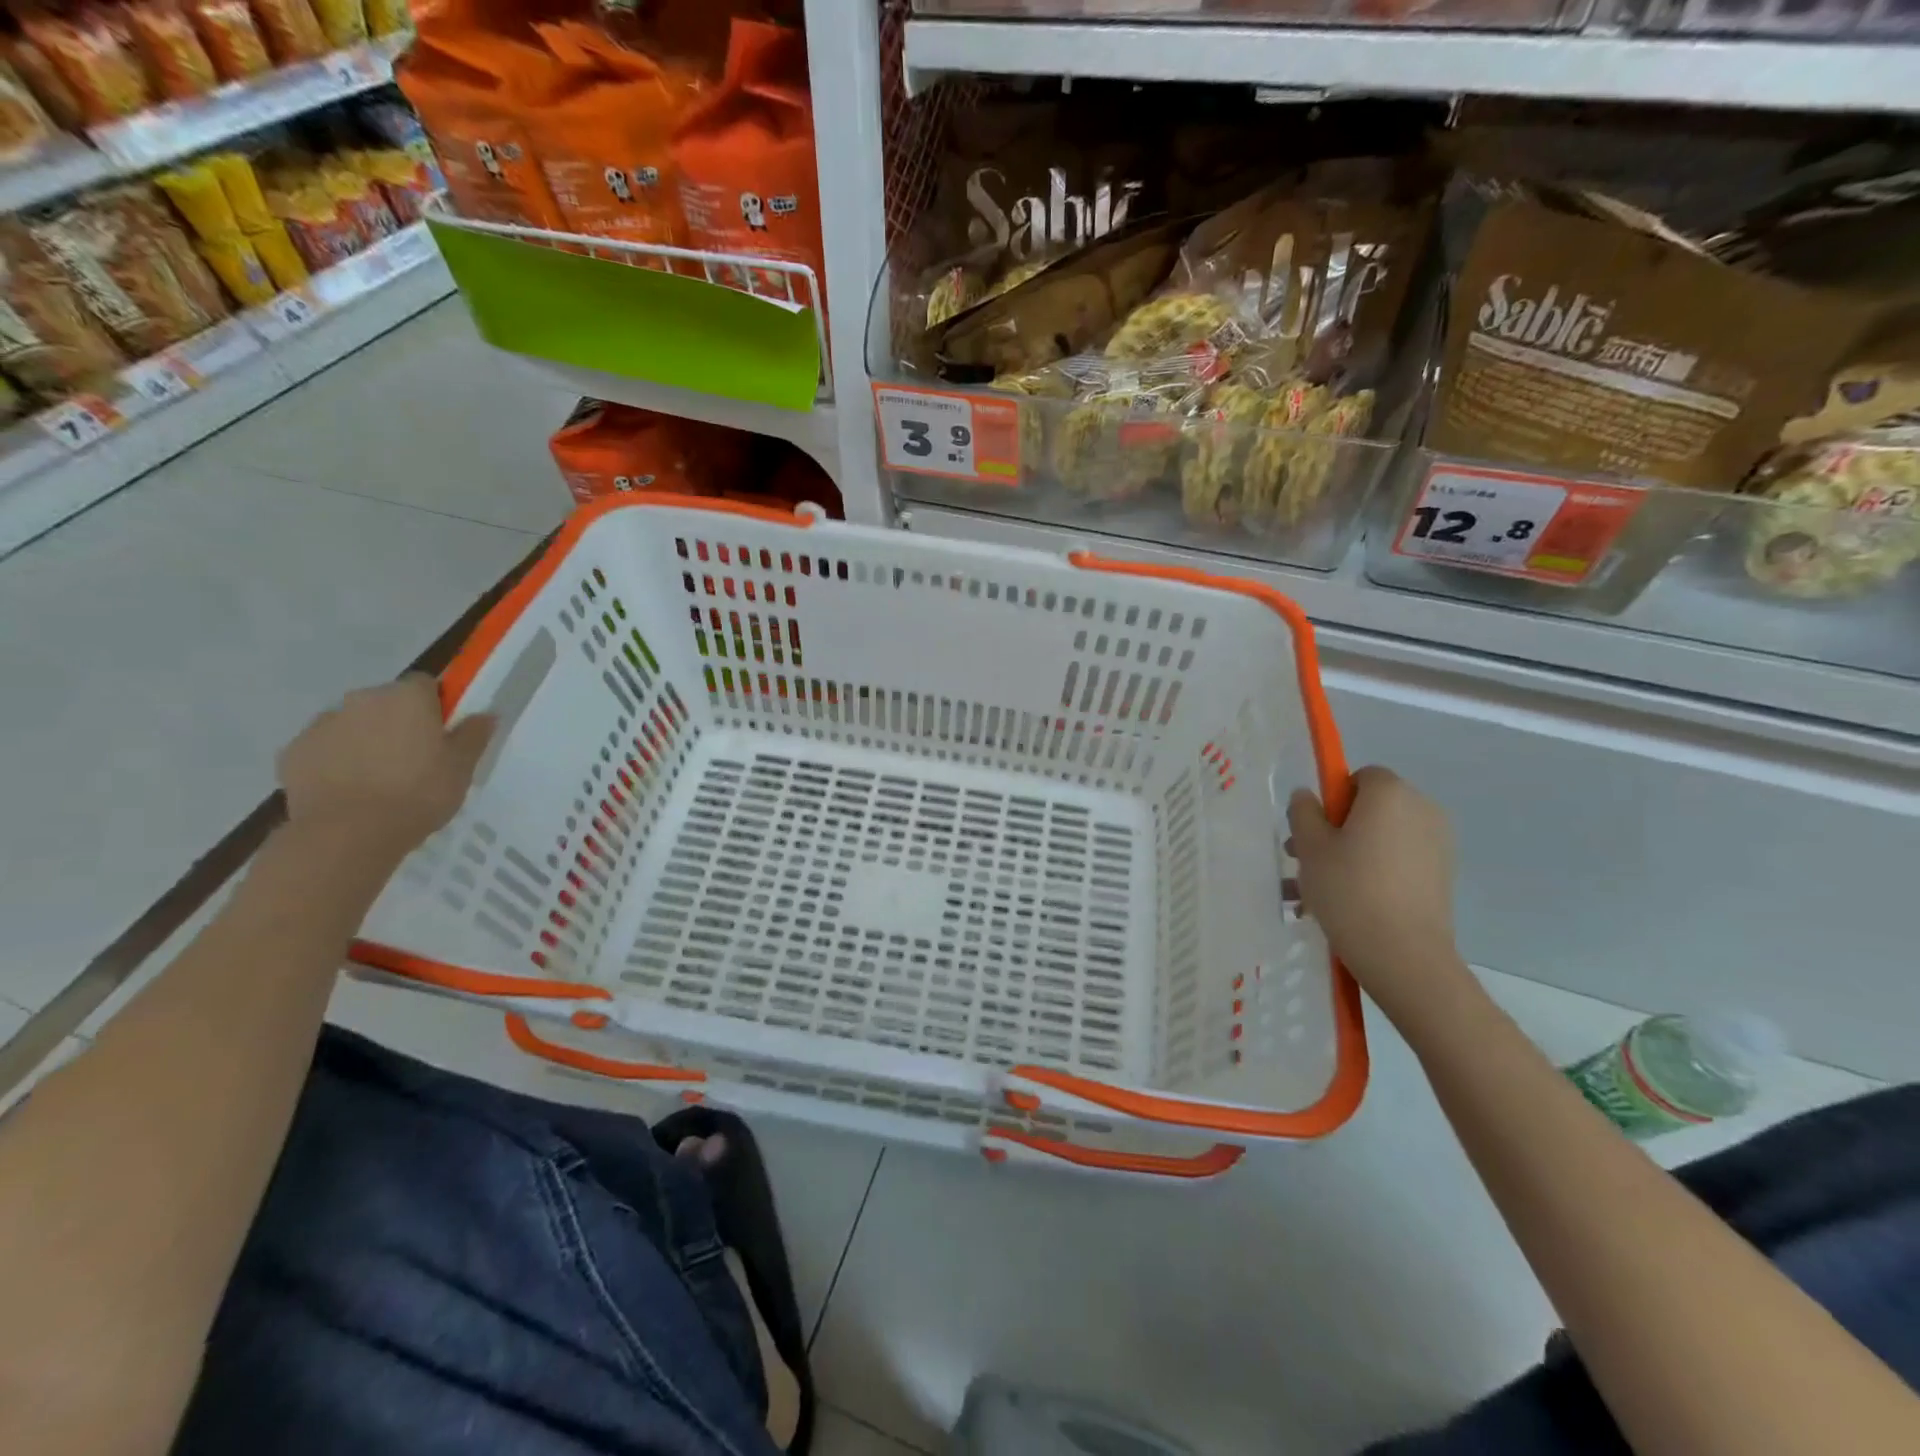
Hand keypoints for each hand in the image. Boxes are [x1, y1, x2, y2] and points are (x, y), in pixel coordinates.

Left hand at [277, 675, 493, 860]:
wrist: (348, 833)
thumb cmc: (418, 794)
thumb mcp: (462, 767)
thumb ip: (473, 735)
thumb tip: (485, 714)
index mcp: (407, 698)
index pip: (425, 684)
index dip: (435, 706)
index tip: (443, 733)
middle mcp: (362, 699)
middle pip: (385, 702)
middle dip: (398, 722)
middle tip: (414, 759)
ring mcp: (322, 724)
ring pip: (352, 724)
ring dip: (365, 740)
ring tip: (379, 779)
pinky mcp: (293, 751)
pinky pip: (324, 748)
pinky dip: (336, 761)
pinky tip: (350, 790)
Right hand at [1288, 766, 1464, 1020]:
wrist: (1403, 954)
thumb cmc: (1349, 889)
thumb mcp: (1310, 847)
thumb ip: (1303, 812)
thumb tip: (1307, 796)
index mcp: (1390, 793)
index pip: (1359, 776)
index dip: (1332, 799)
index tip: (1313, 830)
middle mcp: (1422, 809)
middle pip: (1371, 807)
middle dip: (1337, 828)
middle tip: (1305, 861)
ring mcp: (1437, 844)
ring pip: (1382, 838)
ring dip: (1350, 854)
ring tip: (1315, 892)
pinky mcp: (1442, 875)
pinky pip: (1398, 861)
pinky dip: (1373, 872)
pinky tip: (1344, 904)